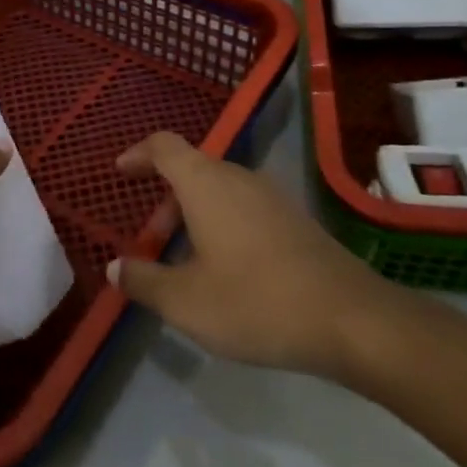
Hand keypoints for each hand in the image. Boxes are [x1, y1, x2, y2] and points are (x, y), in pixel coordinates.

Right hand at [109, 132, 412, 388]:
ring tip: (185, 261)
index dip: (138, 154)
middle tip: (151, 242)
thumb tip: (115, 267)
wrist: (351, 319)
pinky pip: (243, 207)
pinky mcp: (295, 219)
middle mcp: (238, 177)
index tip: (120, 172)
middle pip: (191, 170)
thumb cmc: (255, 302)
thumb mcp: (186, 302)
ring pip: (219, 190)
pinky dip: (221, 224)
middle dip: (164, 200)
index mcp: (205, 183)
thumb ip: (144, 281)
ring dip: (193, 215)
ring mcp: (271, 196)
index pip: (163, 146)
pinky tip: (227, 270)